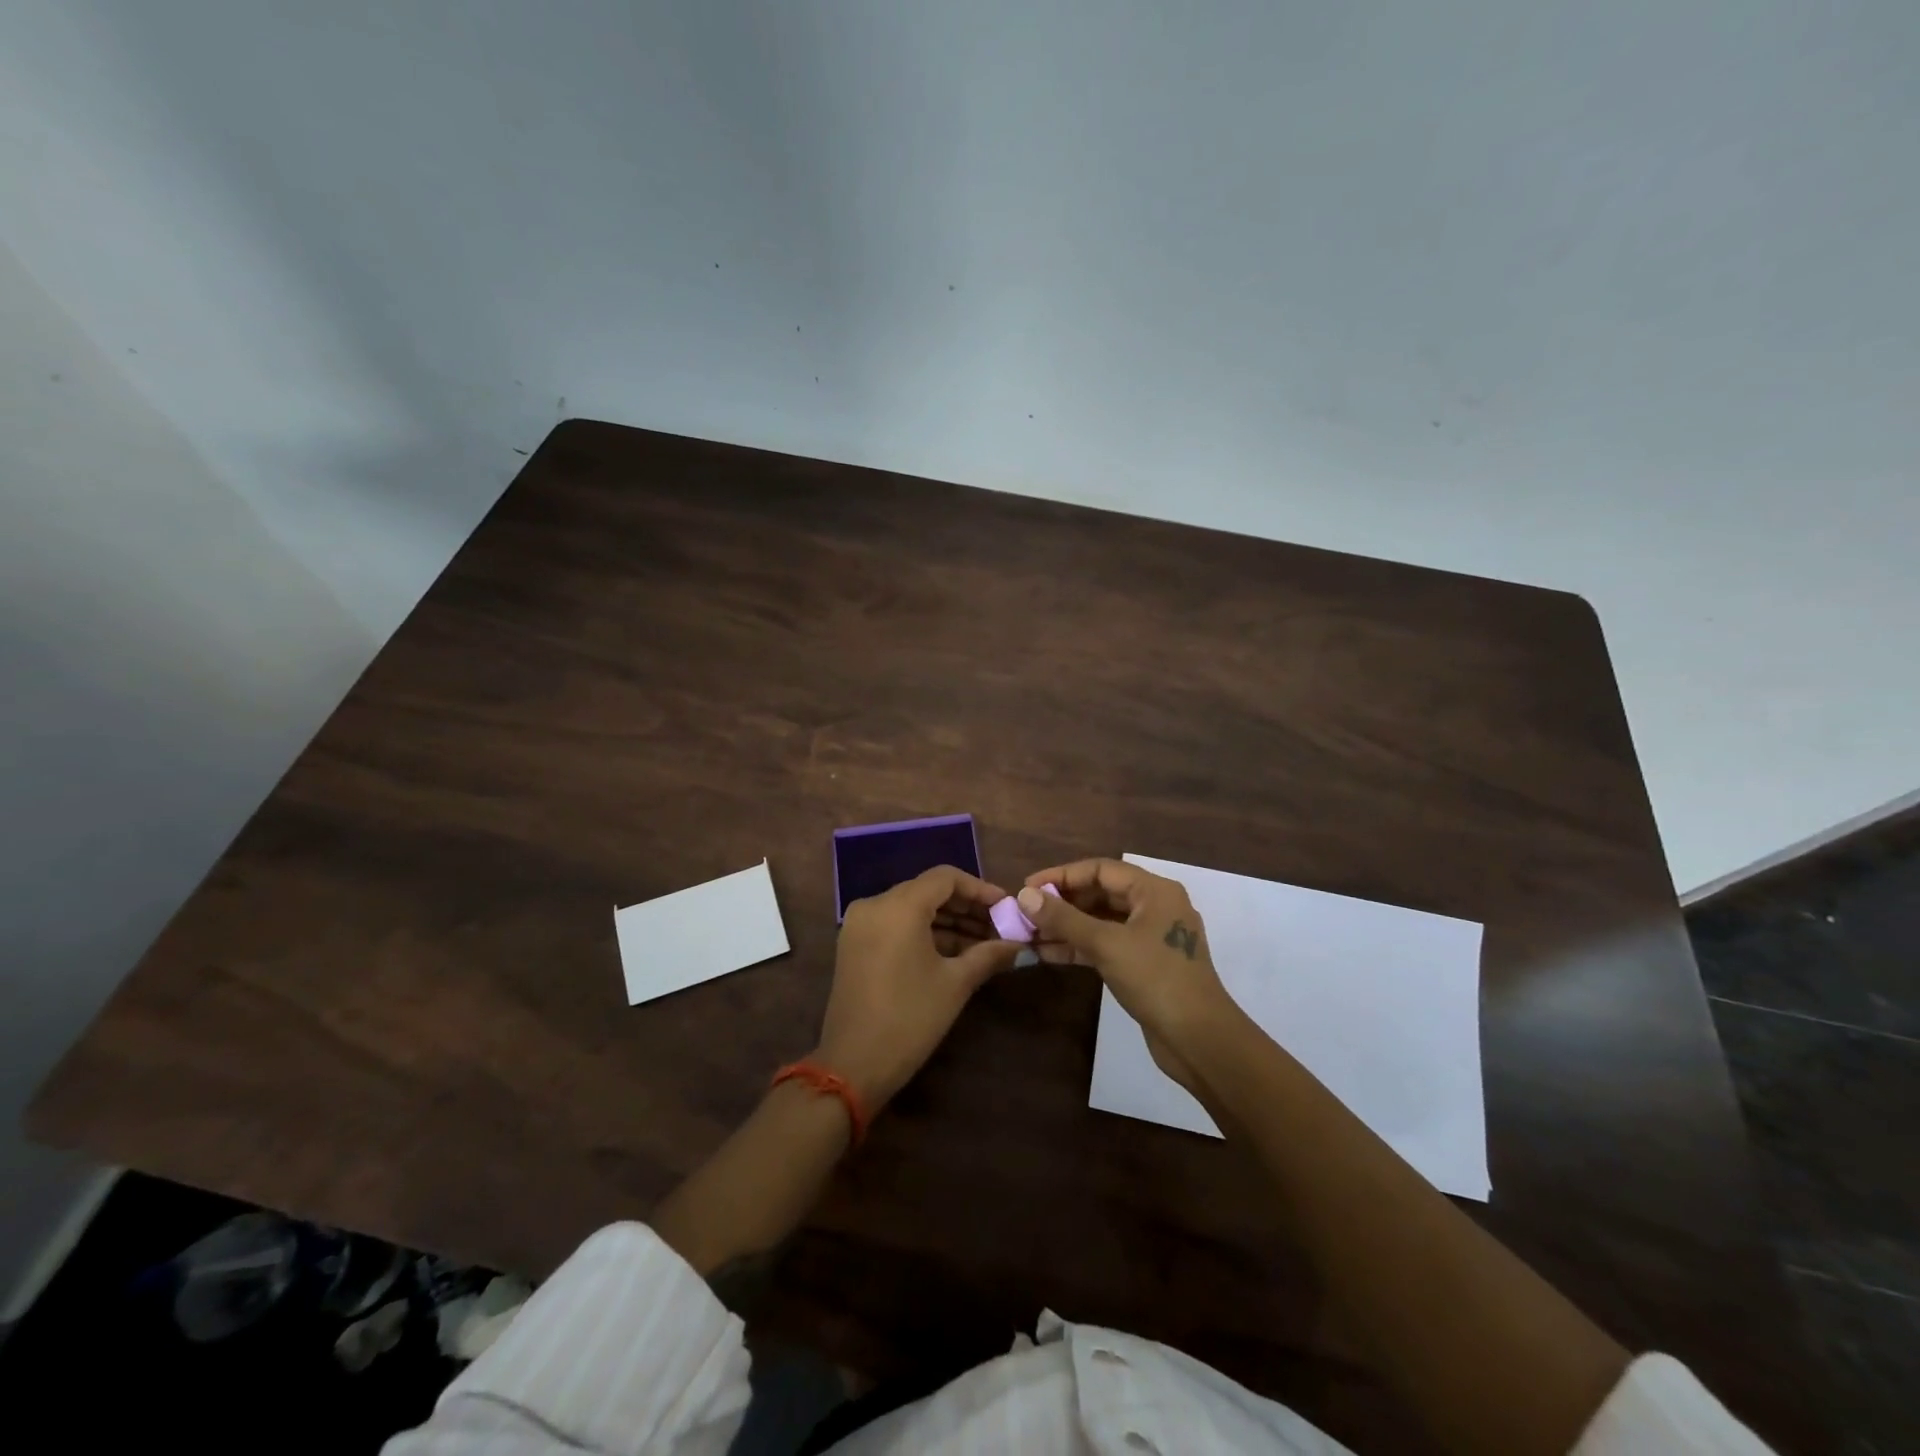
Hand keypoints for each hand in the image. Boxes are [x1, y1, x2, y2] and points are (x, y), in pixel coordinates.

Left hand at [814, 866, 1022, 1111]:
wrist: (853, 1065)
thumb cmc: (910, 1018)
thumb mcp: (955, 984)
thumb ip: (988, 955)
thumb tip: (1019, 945)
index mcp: (898, 906)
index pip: (945, 878)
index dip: (979, 889)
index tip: (1005, 907)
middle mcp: (875, 904)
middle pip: (928, 891)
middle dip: (965, 907)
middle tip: (999, 926)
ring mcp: (860, 924)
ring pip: (912, 908)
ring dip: (947, 921)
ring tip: (983, 942)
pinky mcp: (854, 944)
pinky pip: (895, 924)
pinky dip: (923, 932)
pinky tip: (954, 952)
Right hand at [1019, 859, 1242, 1093]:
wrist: (1200, 1040)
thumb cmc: (1156, 980)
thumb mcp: (1106, 944)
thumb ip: (1064, 918)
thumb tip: (1024, 895)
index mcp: (1155, 891)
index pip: (1100, 869)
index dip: (1061, 876)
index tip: (1027, 887)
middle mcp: (1155, 907)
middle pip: (1100, 893)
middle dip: (1062, 902)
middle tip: (1025, 913)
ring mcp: (1150, 937)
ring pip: (1101, 921)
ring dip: (1067, 926)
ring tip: (1029, 934)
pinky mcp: (1144, 964)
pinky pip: (1106, 944)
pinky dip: (1080, 947)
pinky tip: (1048, 954)